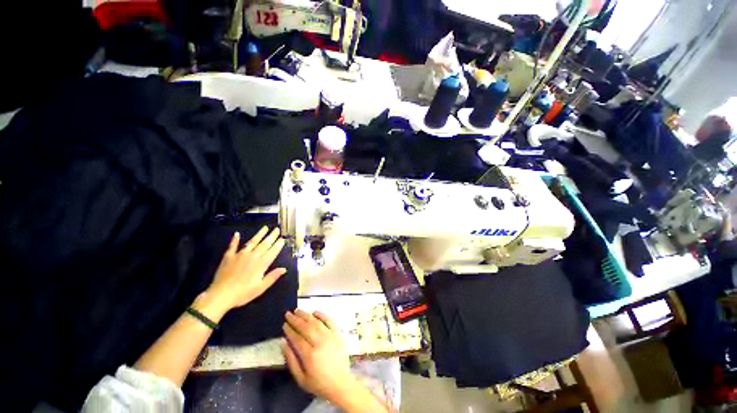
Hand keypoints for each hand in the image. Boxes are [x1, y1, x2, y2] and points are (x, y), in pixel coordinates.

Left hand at [204, 227, 286, 314]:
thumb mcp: (260, 287)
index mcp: (261, 264)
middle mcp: (252, 256)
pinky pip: (232, 246)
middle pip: (264, 244)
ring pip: (252, 242)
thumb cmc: (243, 293)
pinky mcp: (228, 257)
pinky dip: (235, 240)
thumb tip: (284, 269)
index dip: (278, 245)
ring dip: (259, 234)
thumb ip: (272, 277)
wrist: (220, 295)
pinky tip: (237, 234)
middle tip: (277, 229)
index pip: (272, 251)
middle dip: (271, 236)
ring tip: (265, 228)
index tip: (283, 239)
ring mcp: (240, 255)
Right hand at [282, 310, 356, 400]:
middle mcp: (320, 342)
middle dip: (296, 319)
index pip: (297, 338)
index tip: (284, 324)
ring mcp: (330, 336)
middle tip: (288, 314)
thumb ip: (291, 360)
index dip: (289, 330)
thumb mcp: (301, 378)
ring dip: (306, 315)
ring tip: (298, 310)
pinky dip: (322, 315)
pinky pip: (330, 321)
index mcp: (310, 355)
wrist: (340, 383)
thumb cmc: (318, 383)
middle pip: (306, 327)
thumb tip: (283, 343)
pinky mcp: (338, 334)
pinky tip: (315, 311)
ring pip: (316, 322)